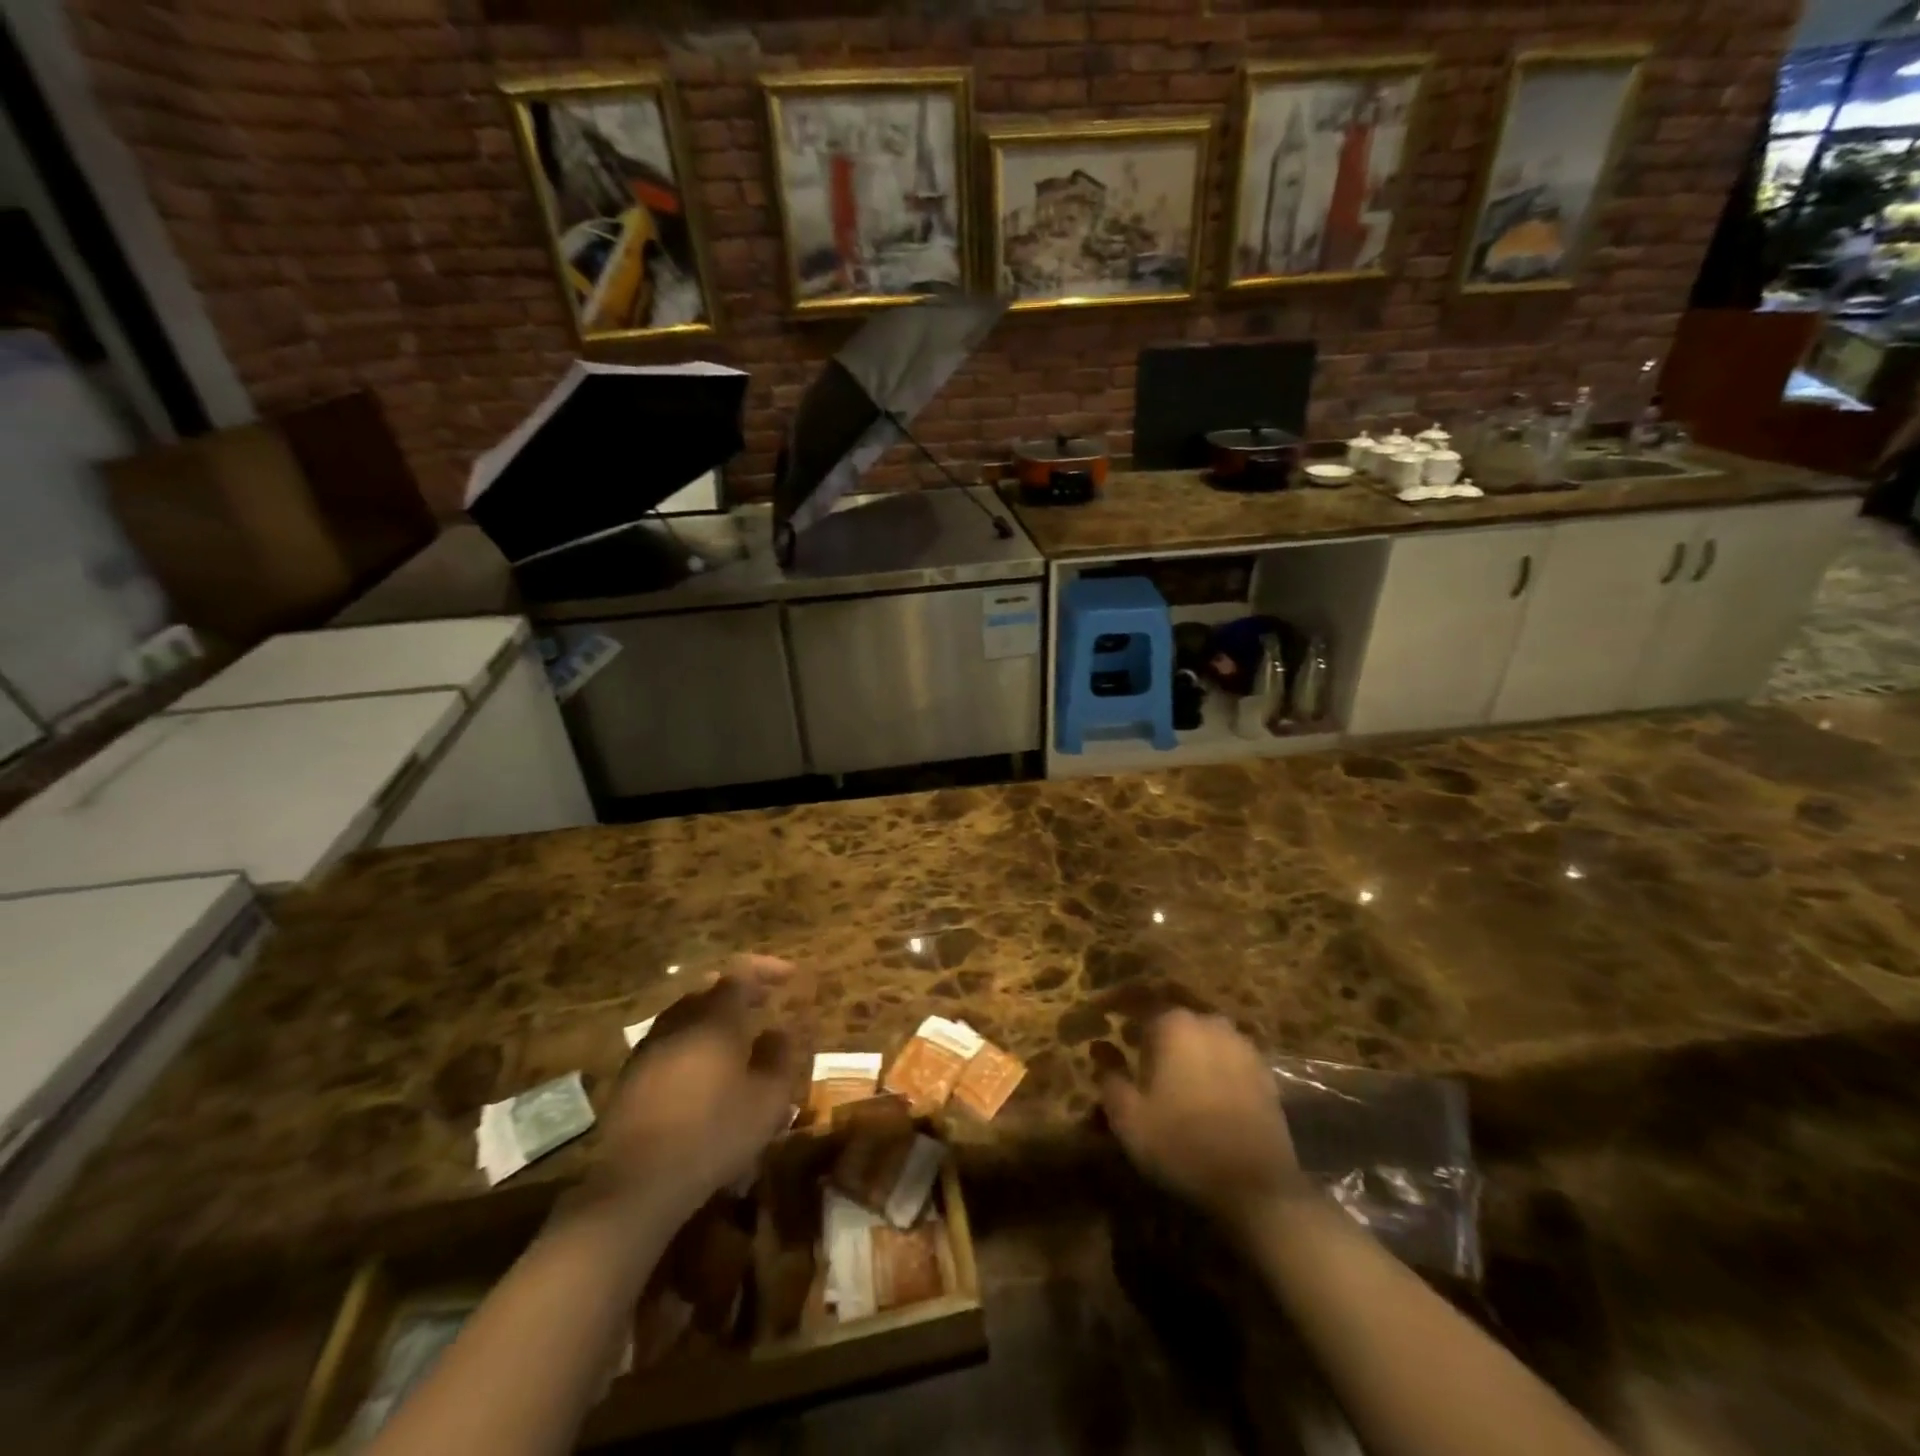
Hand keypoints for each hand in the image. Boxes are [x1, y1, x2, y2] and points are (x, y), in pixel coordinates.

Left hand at [596, 957, 802, 1217]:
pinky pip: (670, 1041)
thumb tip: (780, 1031)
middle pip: (709, 987)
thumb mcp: (767, 1099)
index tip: (790, 976)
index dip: (767, 968)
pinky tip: (703, 1068)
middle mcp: (679, 1022)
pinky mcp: (632, 1076)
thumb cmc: (714, 1134)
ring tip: (737, 1034)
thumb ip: (779, 1057)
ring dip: (713, 1015)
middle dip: (739, 989)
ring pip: (686, 1014)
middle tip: (764, 1001)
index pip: (741, 972)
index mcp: (714, 1018)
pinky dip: (692, 1040)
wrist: (637, 1184)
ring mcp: (650, 1048)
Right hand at [1097, 1010, 1304, 1229]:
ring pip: (1203, 1039)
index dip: (1122, 1018)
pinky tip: (1204, 1093)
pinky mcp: (1265, 1074)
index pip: (1140, 1007)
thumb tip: (1101, 1053)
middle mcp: (1209, 1023)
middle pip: (1174, 1021)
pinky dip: (1213, 1068)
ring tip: (1172, 1077)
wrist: (1256, 1187)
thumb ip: (1109, 1079)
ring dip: (1186, 1051)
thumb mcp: (1129, 1118)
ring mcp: (1242, 1047)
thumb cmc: (1181, 1144)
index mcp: (1174, 1024)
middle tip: (1138, 1057)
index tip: (1110, 1029)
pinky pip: (1228, 1059)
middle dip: (1155, 1035)